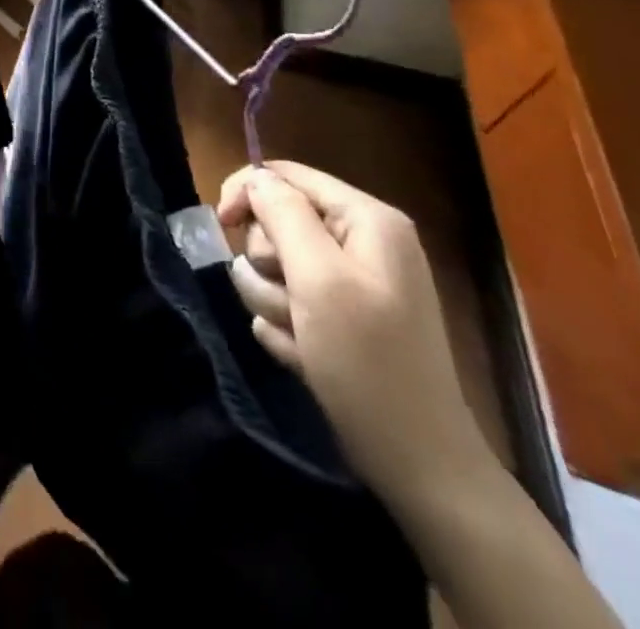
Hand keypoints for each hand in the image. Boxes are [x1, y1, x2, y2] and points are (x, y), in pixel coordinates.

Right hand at [216, 161, 490, 509]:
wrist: (418, 465)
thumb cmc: (367, 362)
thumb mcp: (318, 279)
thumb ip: (283, 215)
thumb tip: (256, 179)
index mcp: (366, 219)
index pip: (285, 175)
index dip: (248, 192)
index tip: (222, 224)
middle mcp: (362, 242)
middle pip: (276, 221)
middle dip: (268, 262)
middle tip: (288, 301)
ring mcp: (353, 283)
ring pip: (275, 265)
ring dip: (273, 300)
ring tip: (300, 336)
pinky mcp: (341, 318)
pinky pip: (288, 301)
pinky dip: (287, 326)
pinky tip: (305, 355)